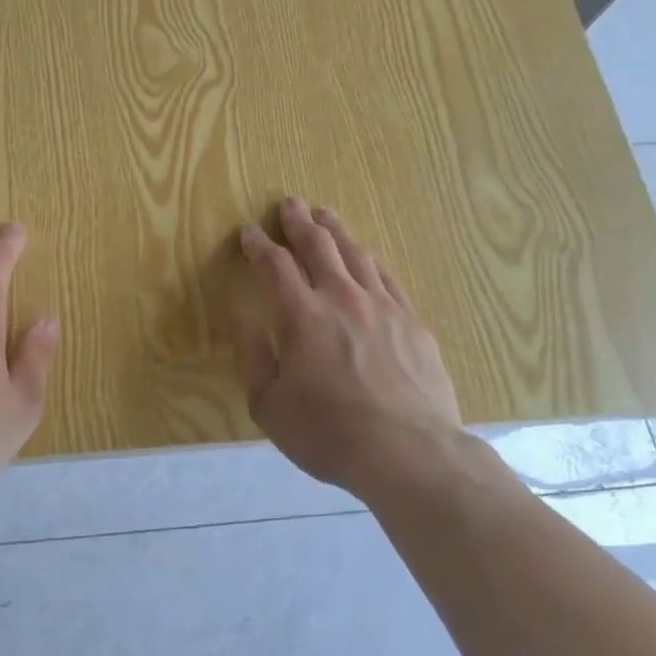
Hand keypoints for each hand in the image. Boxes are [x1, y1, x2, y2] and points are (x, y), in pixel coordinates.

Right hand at [235, 198, 476, 500]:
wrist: (408, 452)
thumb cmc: (328, 433)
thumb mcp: (268, 405)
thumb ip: (252, 356)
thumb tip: (243, 316)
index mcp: (301, 315)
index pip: (274, 265)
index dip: (258, 244)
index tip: (249, 231)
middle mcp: (341, 298)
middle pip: (318, 247)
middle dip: (299, 222)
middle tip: (289, 203)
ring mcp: (383, 307)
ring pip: (356, 254)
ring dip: (336, 231)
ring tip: (325, 215)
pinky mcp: (412, 322)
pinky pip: (387, 278)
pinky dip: (370, 260)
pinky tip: (366, 255)